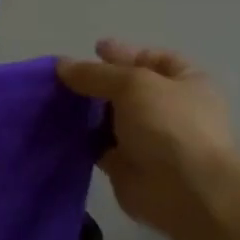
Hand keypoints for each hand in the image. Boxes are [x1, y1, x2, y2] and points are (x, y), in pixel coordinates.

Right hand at [57, 40, 238, 239]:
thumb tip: (61, 65)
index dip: (125, 53)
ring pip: (109, 118)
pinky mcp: (125, 164)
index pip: (154, 60)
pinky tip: (56, 129)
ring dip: (85, 112)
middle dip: (97, 83)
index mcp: (186, 83)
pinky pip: (97, 145)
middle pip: (127, 89)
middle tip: (63, 79)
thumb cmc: (169, 125)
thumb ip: (95, 73)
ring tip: (52, 101)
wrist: (183, 190)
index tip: (93, 49)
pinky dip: (79, 138)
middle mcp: (169, 109)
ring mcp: (148, 139)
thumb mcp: (133, 83)